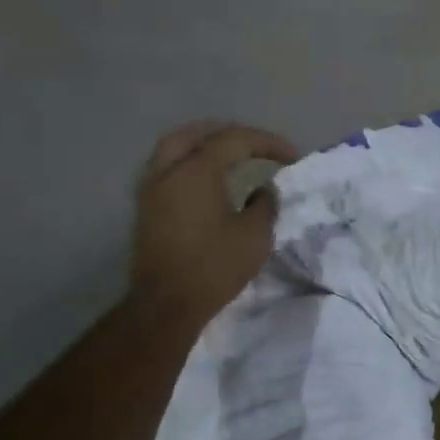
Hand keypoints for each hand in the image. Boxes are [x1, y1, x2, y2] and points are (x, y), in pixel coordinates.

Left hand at [130, 121, 299, 330]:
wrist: (166, 306)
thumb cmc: (214, 267)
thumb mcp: (255, 235)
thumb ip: (265, 203)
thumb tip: (264, 189)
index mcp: (196, 171)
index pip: (235, 140)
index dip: (268, 143)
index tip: (293, 157)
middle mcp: (168, 171)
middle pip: (195, 133)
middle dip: (228, 133)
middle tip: (254, 144)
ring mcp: (151, 190)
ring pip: (174, 148)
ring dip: (204, 145)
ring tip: (231, 156)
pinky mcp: (146, 209)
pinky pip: (167, 169)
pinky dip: (190, 163)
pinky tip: (209, 179)